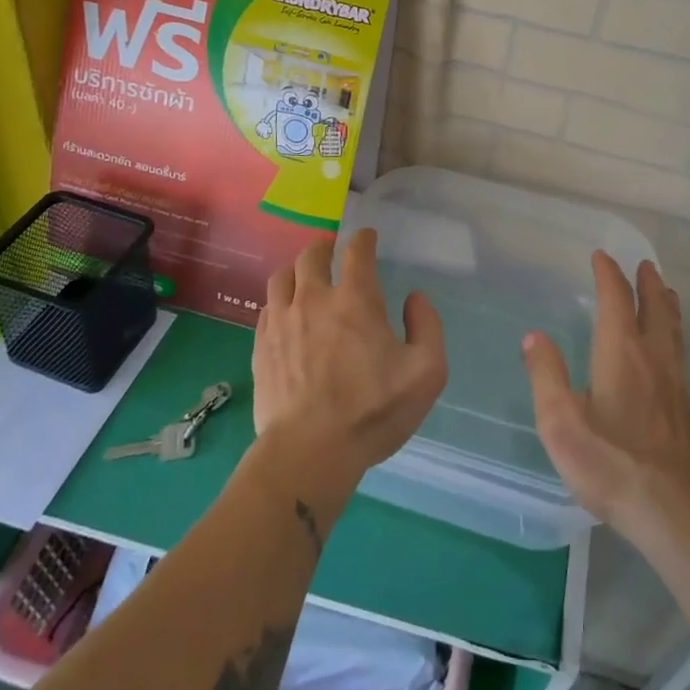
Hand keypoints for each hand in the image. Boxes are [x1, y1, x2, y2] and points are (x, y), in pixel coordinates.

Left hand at [253, 230, 447, 490]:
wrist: (309, 452)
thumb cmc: (373, 411)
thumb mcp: (426, 373)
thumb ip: (428, 328)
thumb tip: (415, 299)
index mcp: (356, 299)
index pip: (356, 251)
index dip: (364, 239)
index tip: (367, 238)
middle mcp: (314, 299)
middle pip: (312, 254)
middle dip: (325, 247)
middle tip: (333, 252)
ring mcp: (282, 321)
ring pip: (282, 276)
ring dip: (297, 270)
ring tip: (305, 278)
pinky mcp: (261, 346)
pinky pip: (266, 307)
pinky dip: (280, 301)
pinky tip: (286, 313)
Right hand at [524, 253, 689, 545]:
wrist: (673, 509)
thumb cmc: (610, 462)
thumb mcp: (561, 422)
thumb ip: (546, 375)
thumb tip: (534, 337)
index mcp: (621, 352)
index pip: (616, 299)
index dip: (608, 274)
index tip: (601, 256)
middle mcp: (652, 357)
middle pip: (654, 308)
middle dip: (647, 283)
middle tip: (644, 264)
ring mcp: (674, 382)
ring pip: (673, 329)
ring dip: (666, 304)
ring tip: (665, 291)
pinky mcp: (685, 408)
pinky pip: (679, 352)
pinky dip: (673, 332)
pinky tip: (669, 348)